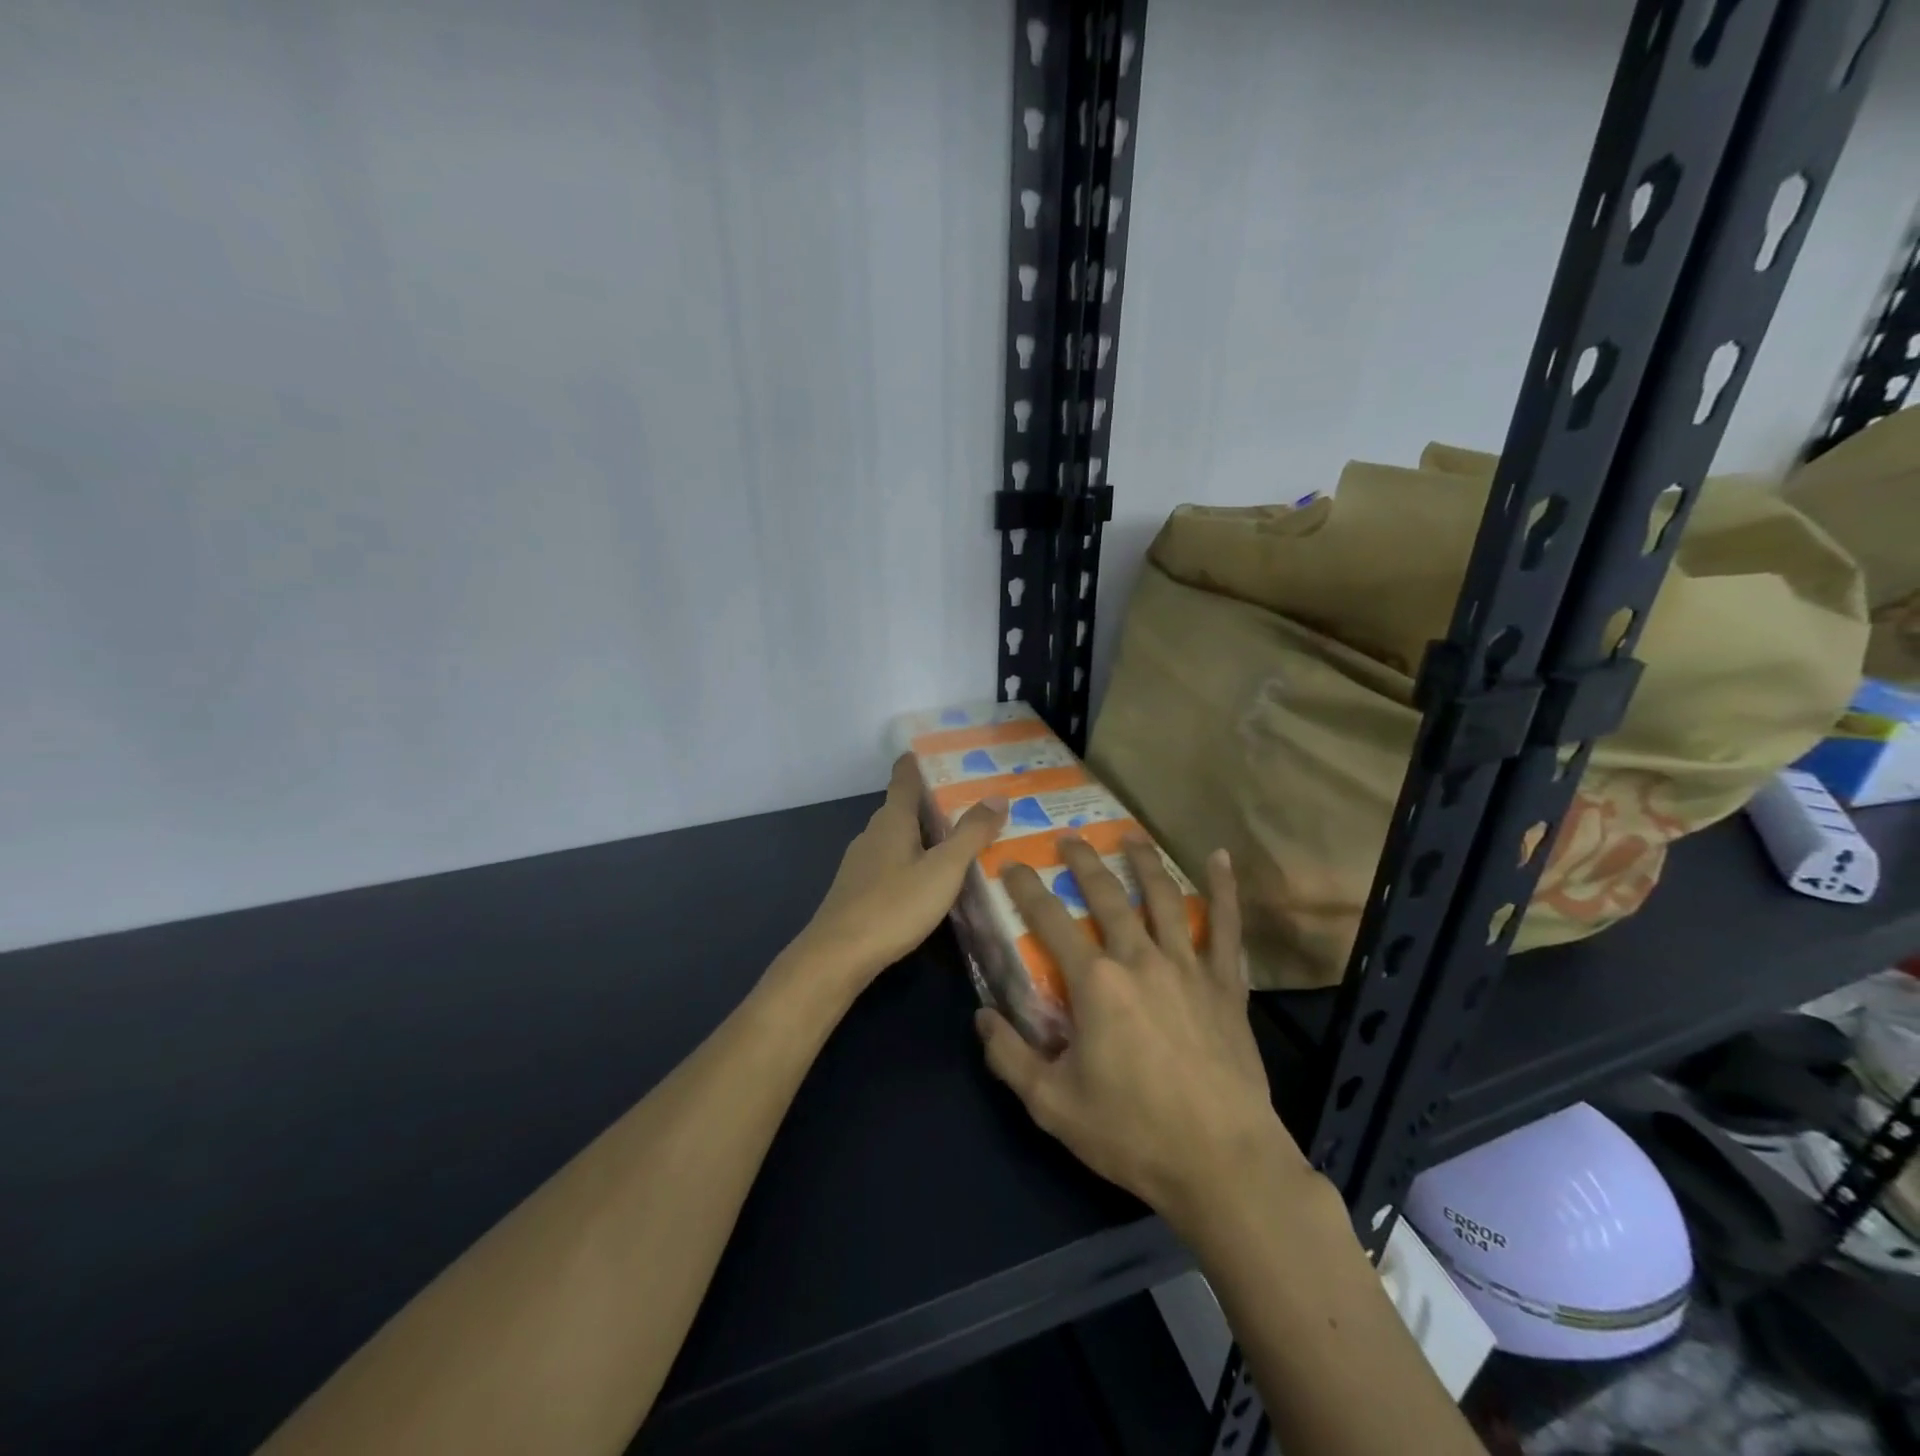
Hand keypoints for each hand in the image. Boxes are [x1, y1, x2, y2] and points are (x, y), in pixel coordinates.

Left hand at [793, 754, 1007, 992]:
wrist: (838, 956)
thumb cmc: (894, 905)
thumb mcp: (943, 870)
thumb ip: (970, 834)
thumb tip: (997, 796)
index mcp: (892, 820)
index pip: (904, 778)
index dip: (918, 762)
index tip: (938, 752)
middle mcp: (873, 834)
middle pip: (903, 808)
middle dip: (932, 802)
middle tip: (970, 801)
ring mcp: (862, 863)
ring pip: (897, 837)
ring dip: (924, 834)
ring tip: (957, 839)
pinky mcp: (858, 889)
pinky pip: (891, 862)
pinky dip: (912, 860)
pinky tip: (929, 878)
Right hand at [977, 835, 1306, 1230]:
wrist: (1223, 1163)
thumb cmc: (1133, 1134)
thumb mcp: (1052, 1105)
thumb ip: (1010, 1057)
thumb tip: (981, 1017)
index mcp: (1095, 983)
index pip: (1050, 920)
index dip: (1026, 888)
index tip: (1011, 863)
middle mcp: (1139, 959)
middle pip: (1107, 896)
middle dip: (1083, 862)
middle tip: (1069, 837)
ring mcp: (1187, 967)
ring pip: (1164, 898)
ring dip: (1144, 862)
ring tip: (1130, 835)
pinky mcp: (1225, 985)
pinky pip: (1226, 927)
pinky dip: (1225, 890)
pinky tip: (1221, 858)